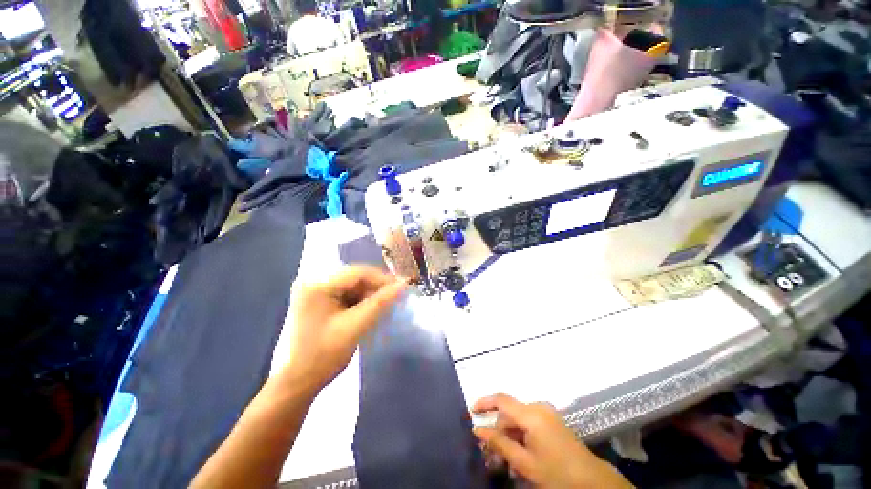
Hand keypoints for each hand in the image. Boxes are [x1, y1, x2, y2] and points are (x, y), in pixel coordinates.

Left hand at [283, 266, 406, 392]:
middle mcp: (313, 280)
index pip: (358, 272)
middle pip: (354, 277)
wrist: (296, 383)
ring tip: (383, 306)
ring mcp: (314, 290)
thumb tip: (404, 284)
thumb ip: (380, 302)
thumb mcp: (355, 326)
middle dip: (376, 287)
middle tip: (394, 298)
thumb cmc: (323, 355)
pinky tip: (368, 310)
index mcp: (318, 284)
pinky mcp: (317, 299)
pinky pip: (345, 293)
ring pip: (352, 285)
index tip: (401, 289)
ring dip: (369, 294)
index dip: (382, 279)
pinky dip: (359, 300)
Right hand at [473, 394, 632, 488]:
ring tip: (504, 457)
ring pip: (518, 418)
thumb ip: (500, 443)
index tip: (471, 411)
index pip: (501, 400)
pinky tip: (518, 452)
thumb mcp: (525, 462)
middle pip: (509, 412)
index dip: (484, 402)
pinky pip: (528, 421)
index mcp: (531, 414)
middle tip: (489, 450)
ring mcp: (546, 412)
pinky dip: (519, 434)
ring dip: (508, 434)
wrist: (591, 480)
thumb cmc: (556, 473)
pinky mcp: (551, 419)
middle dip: (497, 429)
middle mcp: (538, 407)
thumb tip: (477, 429)